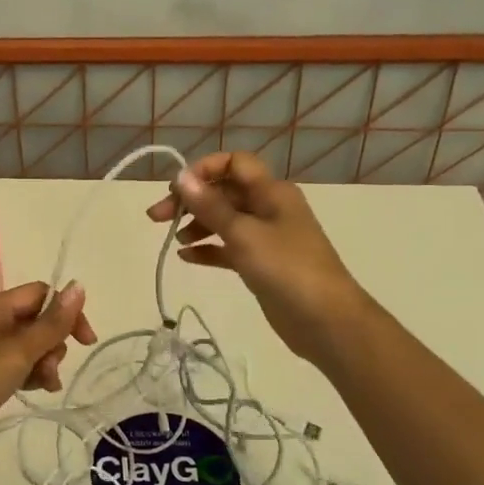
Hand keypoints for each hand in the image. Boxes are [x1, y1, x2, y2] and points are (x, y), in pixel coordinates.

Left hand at [0, 281, 95, 464]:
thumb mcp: (17, 351)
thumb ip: (51, 323)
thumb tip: (79, 286)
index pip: (40, 294)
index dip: (66, 313)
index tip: (85, 341)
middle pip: (35, 320)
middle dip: (53, 343)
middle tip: (50, 368)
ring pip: (28, 347)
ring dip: (44, 362)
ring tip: (45, 385)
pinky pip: (16, 367)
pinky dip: (30, 375)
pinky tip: (37, 391)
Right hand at [146, 151, 362, 359]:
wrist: (326, 320)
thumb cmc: (286, 268)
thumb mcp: (244, 234)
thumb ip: (210, 206)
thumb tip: (182, 177)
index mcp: (271, 191)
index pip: (234, 164)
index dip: (204, 170)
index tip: (176, 190)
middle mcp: (269, 208)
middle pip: (224, 192)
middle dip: (191, 200)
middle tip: (157, 217)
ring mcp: (266, 237)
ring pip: (224, 220)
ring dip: (197, 224)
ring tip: (174, 241)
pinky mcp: (261, 264)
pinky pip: (229, 248)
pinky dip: (208, 249)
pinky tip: (186, 257)